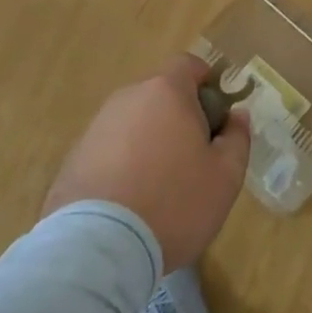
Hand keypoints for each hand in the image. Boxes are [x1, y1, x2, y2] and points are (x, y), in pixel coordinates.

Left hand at [43, 55, 251, 270]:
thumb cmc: (174, 203)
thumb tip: (237, 115)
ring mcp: (96, 127)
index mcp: (166, 92)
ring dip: (150, 141)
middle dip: (179, 116)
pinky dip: (124, 164)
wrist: (98, 248)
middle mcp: (128, 99)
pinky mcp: (73, 159)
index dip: (207, 82)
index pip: (188, 64)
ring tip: (161, 185)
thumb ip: (237, 138)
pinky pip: (110, 150)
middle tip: (195, 157)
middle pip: (160, 94)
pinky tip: (131, 201)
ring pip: (134, 123)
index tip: (217, 115)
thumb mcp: (225, 176)